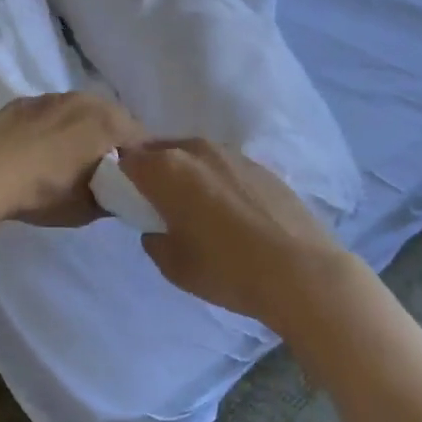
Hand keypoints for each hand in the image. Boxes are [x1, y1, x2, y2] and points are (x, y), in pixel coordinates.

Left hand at [0, 93, 146, 227]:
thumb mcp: (87, 208)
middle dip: (115, 141)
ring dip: (85, 130)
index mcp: (110, 123)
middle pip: (115, 119)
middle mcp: (88, 101)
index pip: (144, 139)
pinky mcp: (26, 101)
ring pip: (84, 112)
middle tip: (105, 169)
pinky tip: (41, 148)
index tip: (136, 179)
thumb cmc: (43, 192)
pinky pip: (54, 112)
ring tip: (71, 157)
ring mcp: (55, 96)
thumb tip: (122, 194)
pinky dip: (56, 126)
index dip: (144, 160)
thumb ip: (114, 198)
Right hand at [119, 139, 359, 328]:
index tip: (127, 199)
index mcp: (166, 169)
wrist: (300, 270)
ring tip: (193, 205)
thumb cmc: (226, 269)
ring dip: (186, 172)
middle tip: (157, 202)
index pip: (127, 159)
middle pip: (161, 150)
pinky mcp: (260, 166)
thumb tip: (157, 229)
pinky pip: (224, 166)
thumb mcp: (174, 266)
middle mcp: (197, 151)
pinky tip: (229, 209)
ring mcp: (232, 154)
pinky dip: (216, 179)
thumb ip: (154, 241)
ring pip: (195, 155)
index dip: (121, 177)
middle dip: (153, 170)